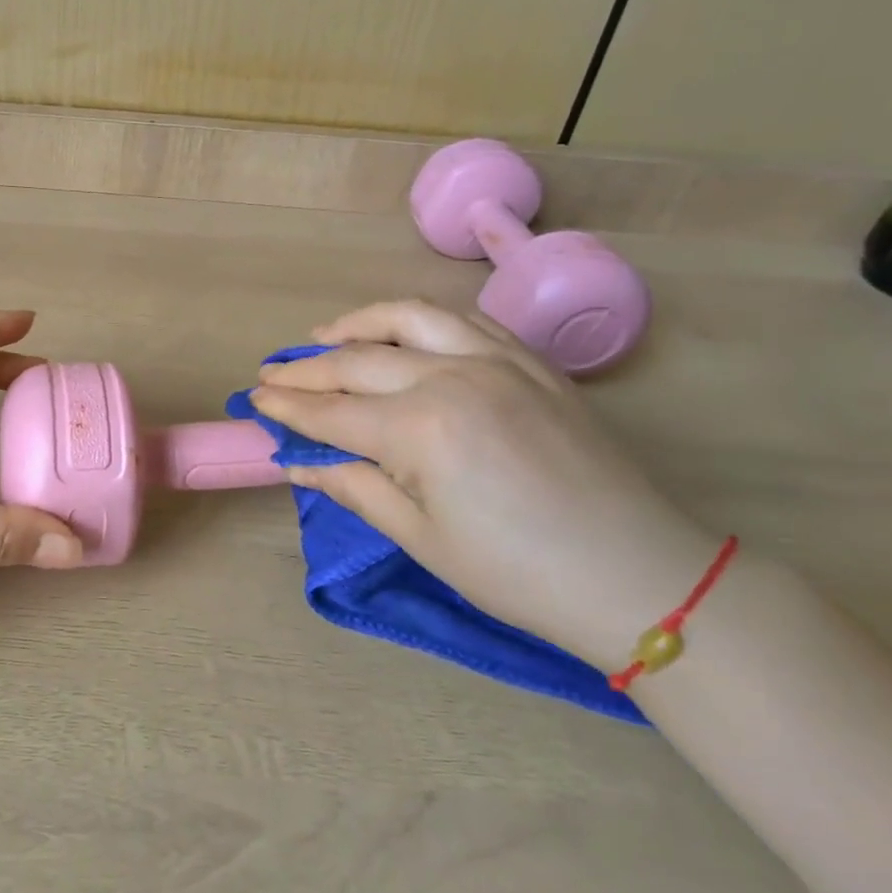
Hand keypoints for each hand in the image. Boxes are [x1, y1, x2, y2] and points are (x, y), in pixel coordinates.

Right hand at [250, 300, 717, 670]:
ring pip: (410, 318)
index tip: (254, 400)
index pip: (331, 411)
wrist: (637, 575)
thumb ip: (353, 486)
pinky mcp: (531, 362)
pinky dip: (421, 319)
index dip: (287, 407)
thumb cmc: (517, 573)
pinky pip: (465, 320)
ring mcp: (497, 360)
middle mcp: (452, 376)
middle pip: (357, 361)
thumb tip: (297, 462)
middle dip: (306, 369)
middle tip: (272, 374)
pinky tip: (403, 332)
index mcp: (421, 429)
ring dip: (358, 323)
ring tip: (325, 335)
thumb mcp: (421, 538)